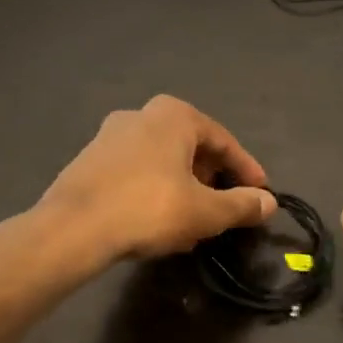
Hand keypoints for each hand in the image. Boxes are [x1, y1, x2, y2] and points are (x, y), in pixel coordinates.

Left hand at [35, 96, 276, 266]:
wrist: (72, 228)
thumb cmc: (148, 208)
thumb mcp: (205, 212)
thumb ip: (241, 205)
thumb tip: (269, 203)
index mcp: (174, 115)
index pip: (223, 141)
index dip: (246, 170)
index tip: (261, 195)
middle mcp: (141, 114)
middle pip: (191, 148)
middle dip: (212, 179)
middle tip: (225, 208)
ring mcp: (110, 135)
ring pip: (162, 162)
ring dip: (183, 188)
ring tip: (193, 222)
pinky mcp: (89, 160)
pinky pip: (136, 172)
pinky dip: (155, 191)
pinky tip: (158, 223)